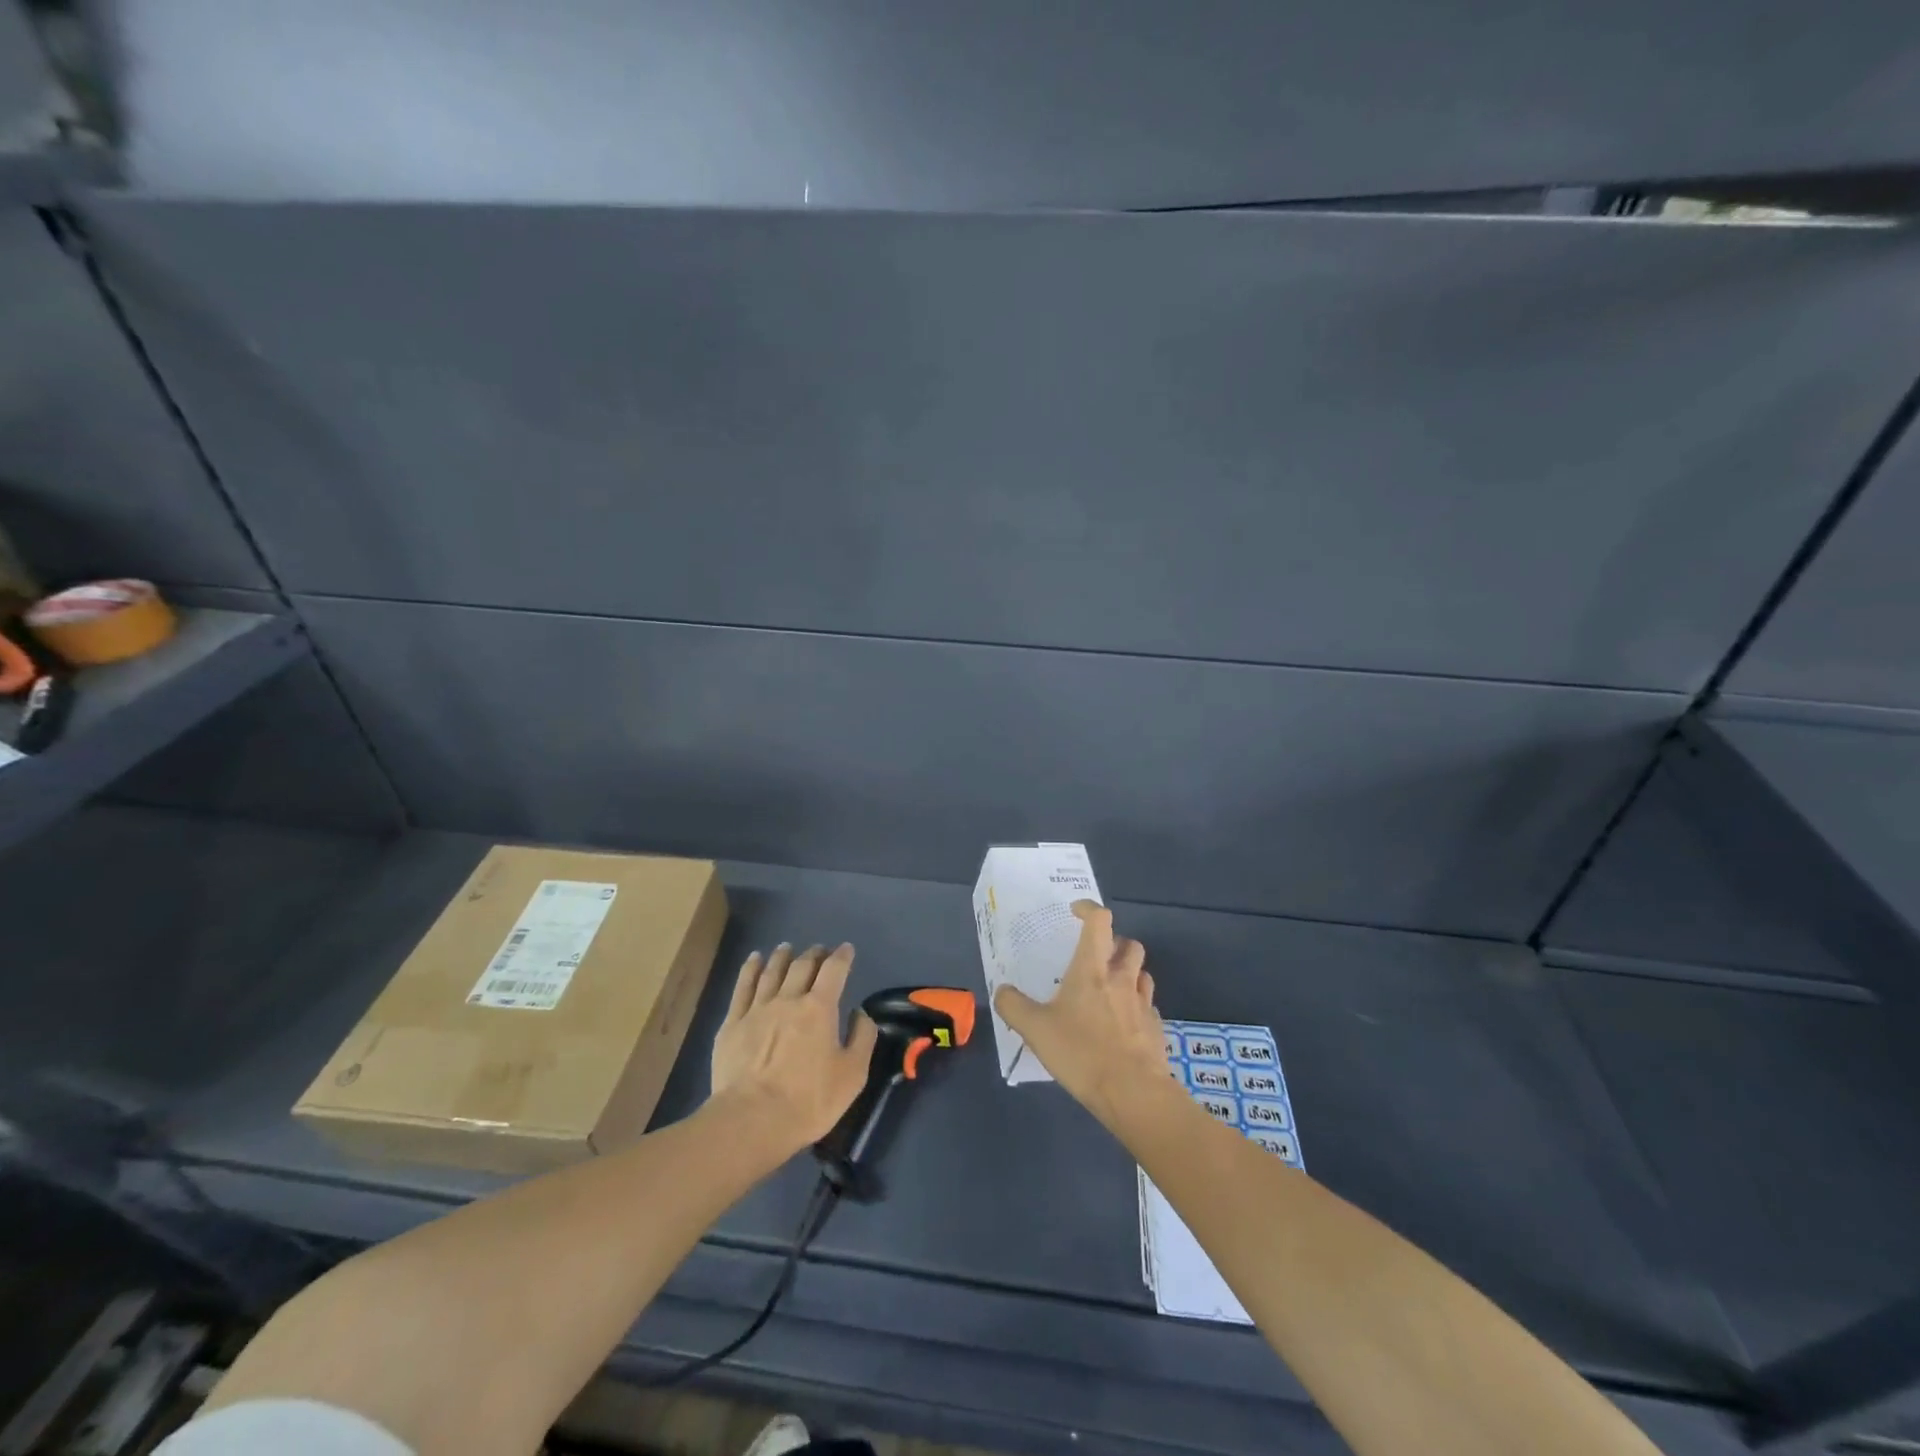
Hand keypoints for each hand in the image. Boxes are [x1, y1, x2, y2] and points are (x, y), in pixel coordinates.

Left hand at [709, 942, 879, 1151]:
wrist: (752, 1121)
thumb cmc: (809, 1100)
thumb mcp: (852, 1075)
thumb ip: (862, 1039)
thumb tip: (860, 1015)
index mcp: (819, 1008)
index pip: (834, 970)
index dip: (842, 956)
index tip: (847, 949)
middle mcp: (788, 999)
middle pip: (802, 966)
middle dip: (814, 954)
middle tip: (819, 950)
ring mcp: (757, 1009)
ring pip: (771, 971)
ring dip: (783, 956)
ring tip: (787, 948)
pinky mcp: (732, 1024)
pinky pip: (742, 987)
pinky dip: (751, 969)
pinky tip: (754, 959)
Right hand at [994, 901, 1168, 1122]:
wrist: (1134, 1093)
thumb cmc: (1082, 1053)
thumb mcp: (1035, 1030)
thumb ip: (1014, 1006)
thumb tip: (1002, 990)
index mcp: (1092, 970)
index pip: (1099, 921)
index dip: (1089, 909)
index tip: (1076, 912)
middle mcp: (1121, 978)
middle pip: (1129, 943)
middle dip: (1114, 942)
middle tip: (1096, 956)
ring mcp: (1143, 1003)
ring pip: (1142, 973)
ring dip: (1128, 972)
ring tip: (1110, 988)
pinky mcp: (1155, 1028)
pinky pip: (1147, 1006)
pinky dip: (1136, 1006)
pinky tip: (1122, 1024)